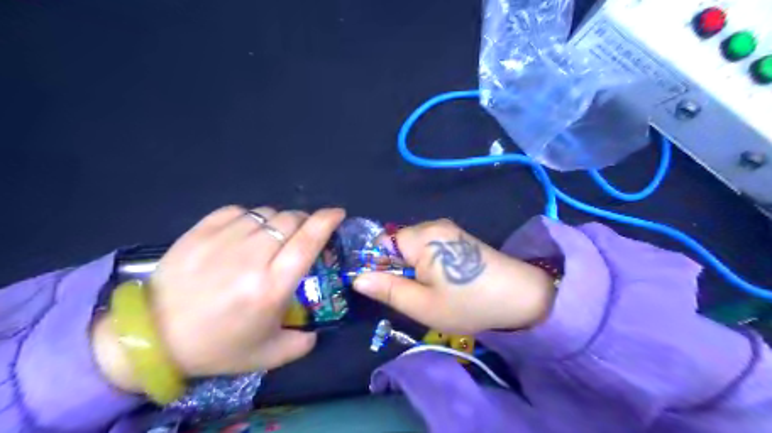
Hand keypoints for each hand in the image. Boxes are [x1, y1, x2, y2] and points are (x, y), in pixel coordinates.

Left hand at [92, 205, 343, 391]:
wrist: (152, 338)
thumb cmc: (217, 346)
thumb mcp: (268, 355)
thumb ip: (302, 343)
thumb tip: (316, 329)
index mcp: (271, 287)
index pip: (308, 241)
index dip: (327, 221)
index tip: (338, 213)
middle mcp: (251, 258)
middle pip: (290, 220)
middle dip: (304, 221)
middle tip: (302, 234)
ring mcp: (223, 241)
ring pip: (265, 213)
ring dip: (278, 221)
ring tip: (271, 237)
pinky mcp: (199, 232)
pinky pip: (237, 211)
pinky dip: (250, 218)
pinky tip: (245, 233)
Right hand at [350, 220, 555, 334]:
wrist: (522, 297)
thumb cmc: (469, 303)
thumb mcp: (422, 305)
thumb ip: (387, 289)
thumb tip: (356, 278)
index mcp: (422, 237)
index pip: (381, 243)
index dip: (379, 266)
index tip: (388, 288)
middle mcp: (433, 225)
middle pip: (397, 244)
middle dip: (398, 268)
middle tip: (414, 294)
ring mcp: (448, 229)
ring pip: (413, 247)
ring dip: (414, 268)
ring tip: (431, 290)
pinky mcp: (458, 237)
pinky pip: (430, 247)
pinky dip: (428, 264)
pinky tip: (445, 280)